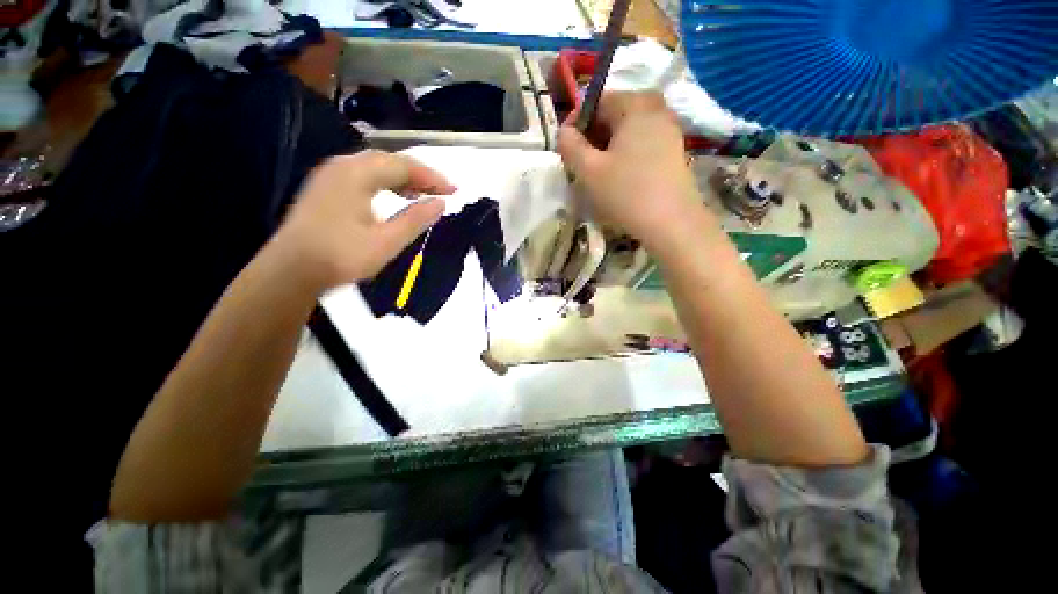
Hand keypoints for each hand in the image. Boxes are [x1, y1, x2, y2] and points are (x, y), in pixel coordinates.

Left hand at [271, 150, 454, 289]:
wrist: (290, 271)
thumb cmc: (341, 256)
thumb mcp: (387, 241)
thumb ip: (416, 219)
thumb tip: (440, 203)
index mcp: (357, 174)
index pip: (404, 166)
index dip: (432, 178)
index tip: (454, 191)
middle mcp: (342, 166)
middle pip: (389, 161)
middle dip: (419, 175)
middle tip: (442, 191)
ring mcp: (331, 176)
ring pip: (375, 167)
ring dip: (403, 178)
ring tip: (424, 194)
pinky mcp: (326, 188)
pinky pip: (363, 176)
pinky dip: (385, 183)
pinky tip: (395, 196)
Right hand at [557, 92, 714, 253]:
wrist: (671, 222)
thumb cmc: (626, 193)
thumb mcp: (588, 170)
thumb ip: (569, 145)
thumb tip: (564, 132)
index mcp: (635, 105)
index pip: (597, 101)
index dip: (575, 122)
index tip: (565, 148)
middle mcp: (656, 109)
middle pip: (614, 114)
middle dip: (592, 136)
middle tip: (580, 163)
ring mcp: (669, 130)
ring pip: (628, 131)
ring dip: (607, 147)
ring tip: (597, 173)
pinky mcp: (674, 151)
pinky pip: (642, 143)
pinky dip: (625, 154)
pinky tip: (619, 177)